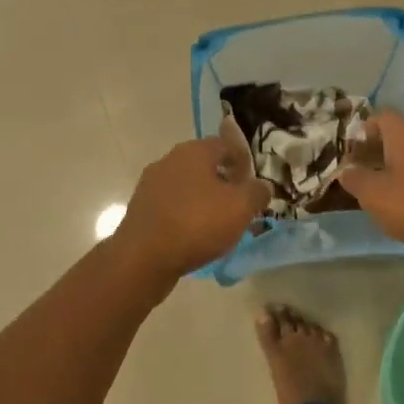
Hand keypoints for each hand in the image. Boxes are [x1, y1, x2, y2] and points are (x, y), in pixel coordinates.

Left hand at [112, 138, 268, 282]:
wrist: (143, 258)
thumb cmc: (197, 223)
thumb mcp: (241, 207)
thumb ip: (258, 192)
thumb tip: (262, 186)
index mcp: (194, 151)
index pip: (226, 145)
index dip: (244, 162)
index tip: (253, 184)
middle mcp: (170, 160)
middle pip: (205, 165)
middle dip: (224, 181)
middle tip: (239, 204)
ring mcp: (151, 184)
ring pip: (187, 186)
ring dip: (204, 199)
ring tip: (218, 224)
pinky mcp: (141, 209)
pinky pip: (172, 206)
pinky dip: (186, 215)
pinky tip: (194, 236)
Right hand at [340, 112, 403, 255]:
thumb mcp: (373, 194)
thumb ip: (355, 179)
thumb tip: (347, 171)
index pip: (380, 118)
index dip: (363, 134)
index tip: (352, 155)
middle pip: (399, 134)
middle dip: (380, 151)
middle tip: (364, 173)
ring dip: (400, 165)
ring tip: (386, 190)